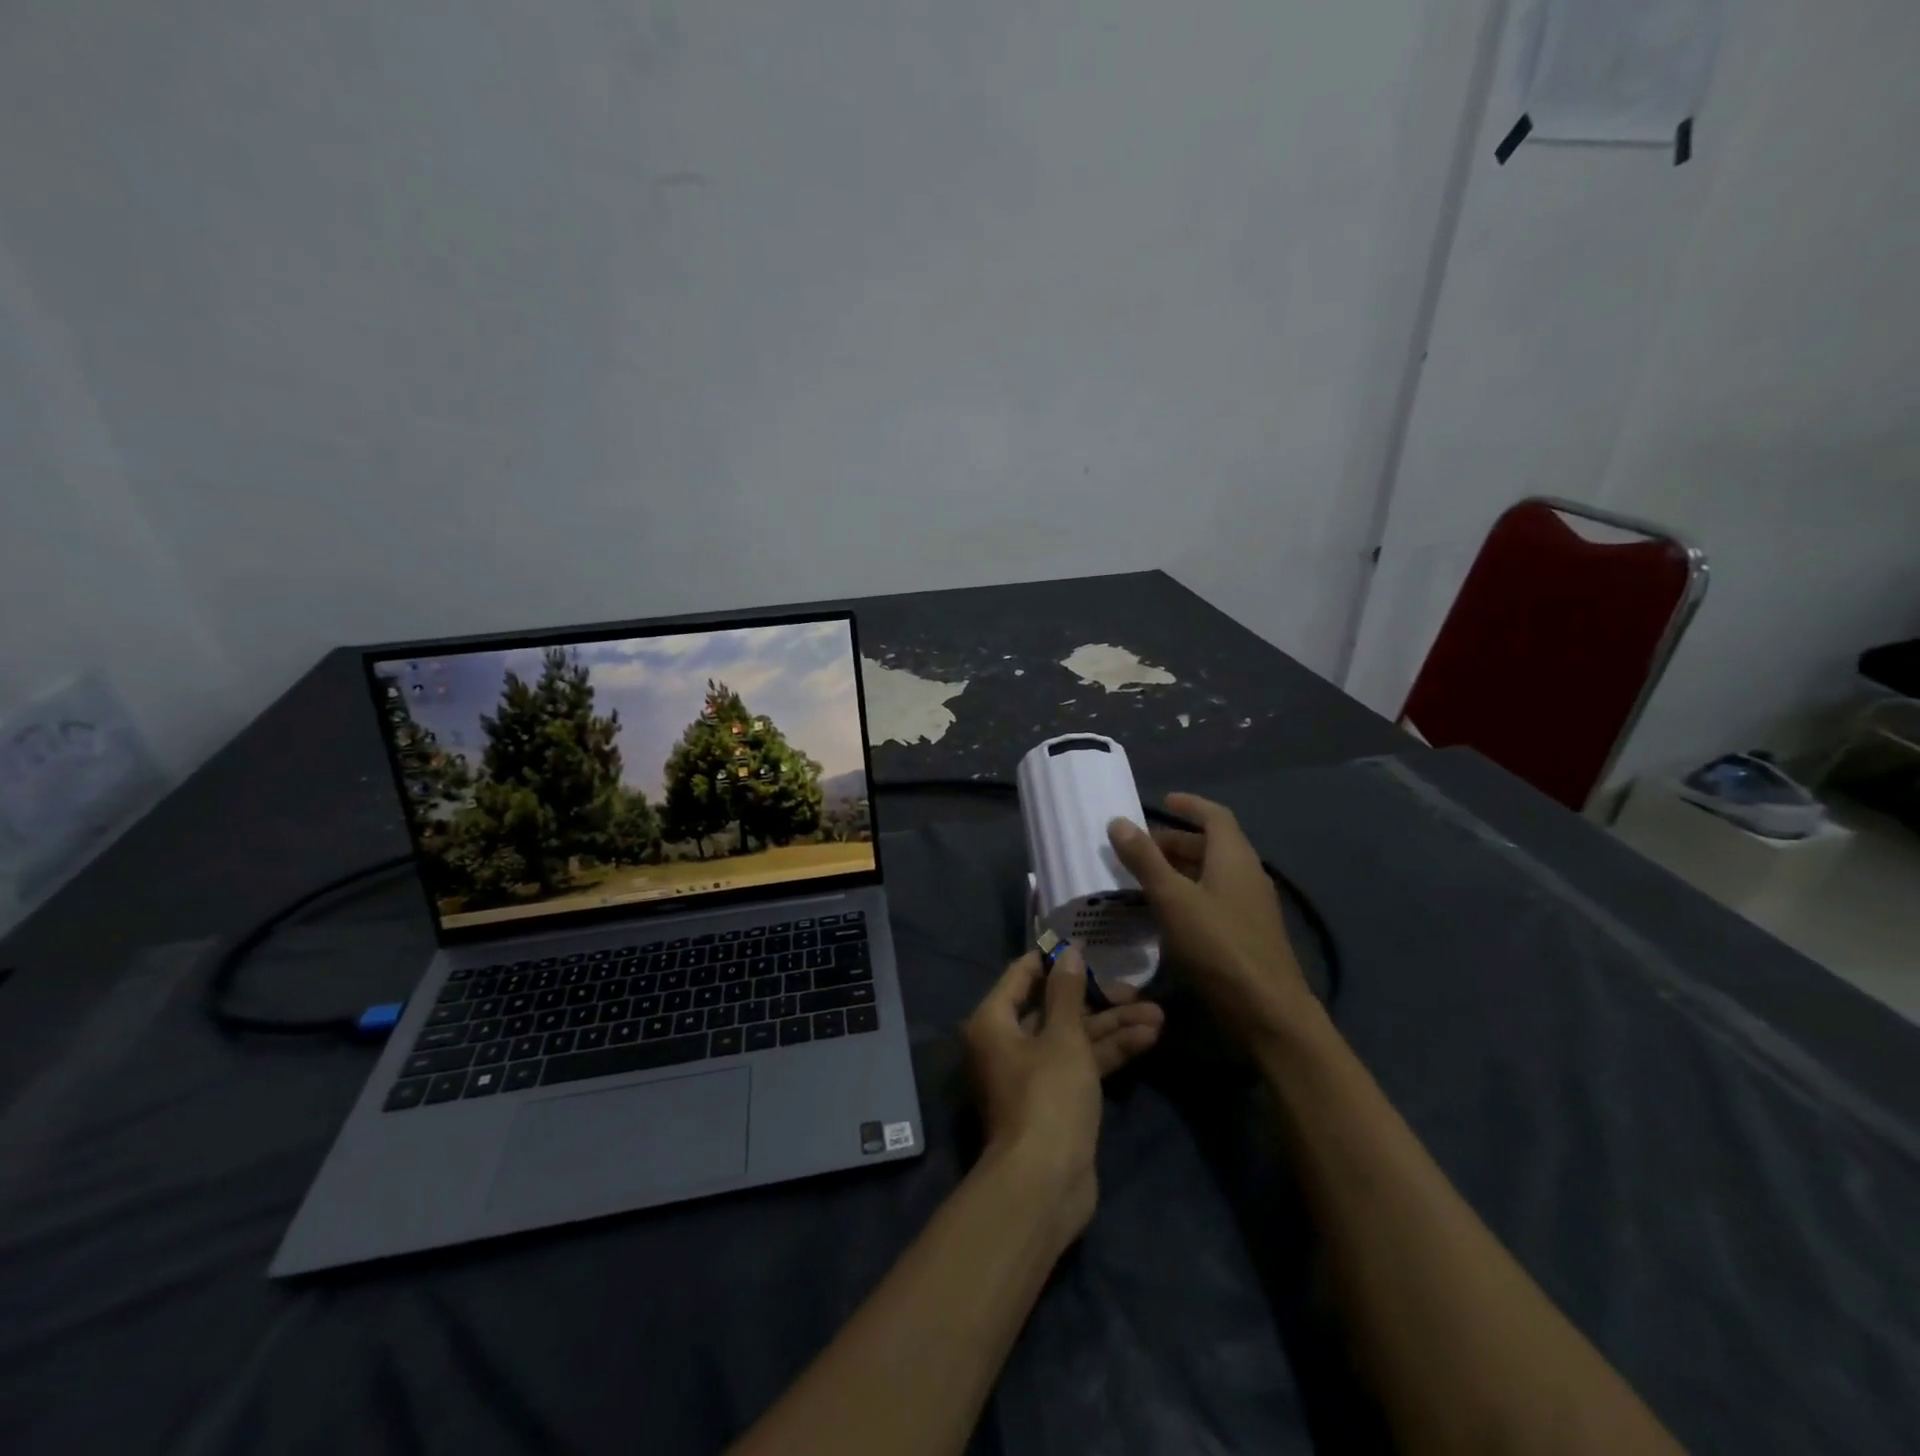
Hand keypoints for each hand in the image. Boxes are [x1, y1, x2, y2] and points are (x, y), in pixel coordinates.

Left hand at [960, 947, 1163, 1240]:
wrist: (1045, 1184)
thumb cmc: (1047, 1096)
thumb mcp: (1062, 1037)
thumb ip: (1067, 992)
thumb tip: (1067, 951)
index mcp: (994, 1021)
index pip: (1022, 975)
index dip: (1054, 960)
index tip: (1086, 946)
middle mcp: (1008, 1042)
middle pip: (1054, 1008)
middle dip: (1097, 999)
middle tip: (1137, 990)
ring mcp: (1033, 1072)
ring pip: (1074, 1037)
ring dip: (1113, 1026)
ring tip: (1158, 1014)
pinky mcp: (1056, 1099)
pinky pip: (1081, 1063)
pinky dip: (1110, 1052)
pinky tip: (1148, 1039)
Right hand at [1107, 793, 1314, 1043]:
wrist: (1268, 1012)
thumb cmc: (1218, 946)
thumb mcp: (1173, 899)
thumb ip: (1145, 859)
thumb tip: (1118, 821)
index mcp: (1234, 857)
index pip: (1215, 816)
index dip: (1190, 805)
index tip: (1163, 801)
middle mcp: (1247, 875)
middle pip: (1211, 845)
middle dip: (1175, 841)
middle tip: (1138, 848)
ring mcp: (1250, 907)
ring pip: (1212, 875)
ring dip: (1179, 870)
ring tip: (1143, 878)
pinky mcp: (1247, 934)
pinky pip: (1214, 899)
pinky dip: (1188, 895)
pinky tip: (1165, 914)